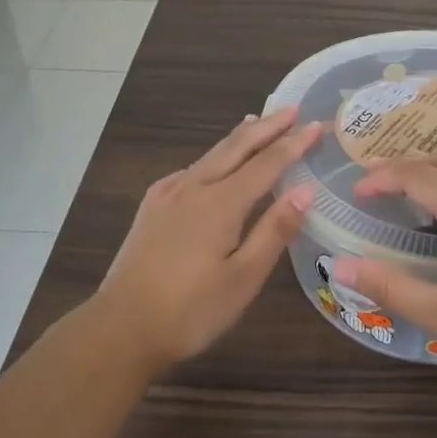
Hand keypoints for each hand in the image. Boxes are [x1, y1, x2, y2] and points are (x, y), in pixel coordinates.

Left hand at [90, 106, 321, 370]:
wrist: (120, 328)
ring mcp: (167, 194)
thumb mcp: (243, 279)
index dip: (293, 143)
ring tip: (257, 123)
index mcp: (220, 204)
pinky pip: (191, 170)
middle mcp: (193, 187)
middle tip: (291, 109)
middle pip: (235, 147)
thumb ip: (274, 231)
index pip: (266, 164)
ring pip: (211, 155)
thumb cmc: (190, 311)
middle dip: (266, 127)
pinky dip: (214, 157)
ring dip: (239, 138)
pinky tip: (214, 163)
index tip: (316, 125)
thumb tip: (306, 190)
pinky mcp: (152, 206)